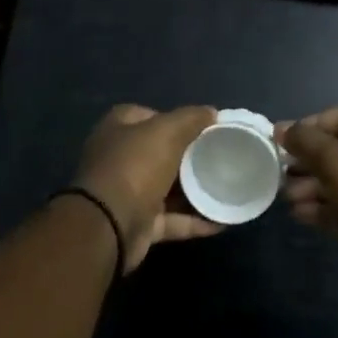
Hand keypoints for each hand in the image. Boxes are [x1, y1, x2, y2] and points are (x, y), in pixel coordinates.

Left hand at [73, 104, 221, 272]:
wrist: (110, 225)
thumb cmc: (135, 167)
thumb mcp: (167, 131)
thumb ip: (190, 118)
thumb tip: (211, 112)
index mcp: (118, 130)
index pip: (146, 116)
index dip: (172, 118)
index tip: (201, 126)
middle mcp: (120, 160)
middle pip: (159, 153)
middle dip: (188, 156)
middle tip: (219, 156)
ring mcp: (129, 194)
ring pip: (168, 189)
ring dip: (195, 191)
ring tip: (227, 187)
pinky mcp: (140, 224)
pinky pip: (173, 221)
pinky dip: (195, 221)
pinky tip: (222, 221)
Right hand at [278, 104, 337, 261]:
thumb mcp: (332, 159)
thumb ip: (304, 140)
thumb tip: (282, 129)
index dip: (312, 124)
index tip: (287, 140)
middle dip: (308, 161)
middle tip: (283, 172)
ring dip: (312, 186)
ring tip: (288, 197)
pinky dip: (326, 205)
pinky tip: (299, 213)